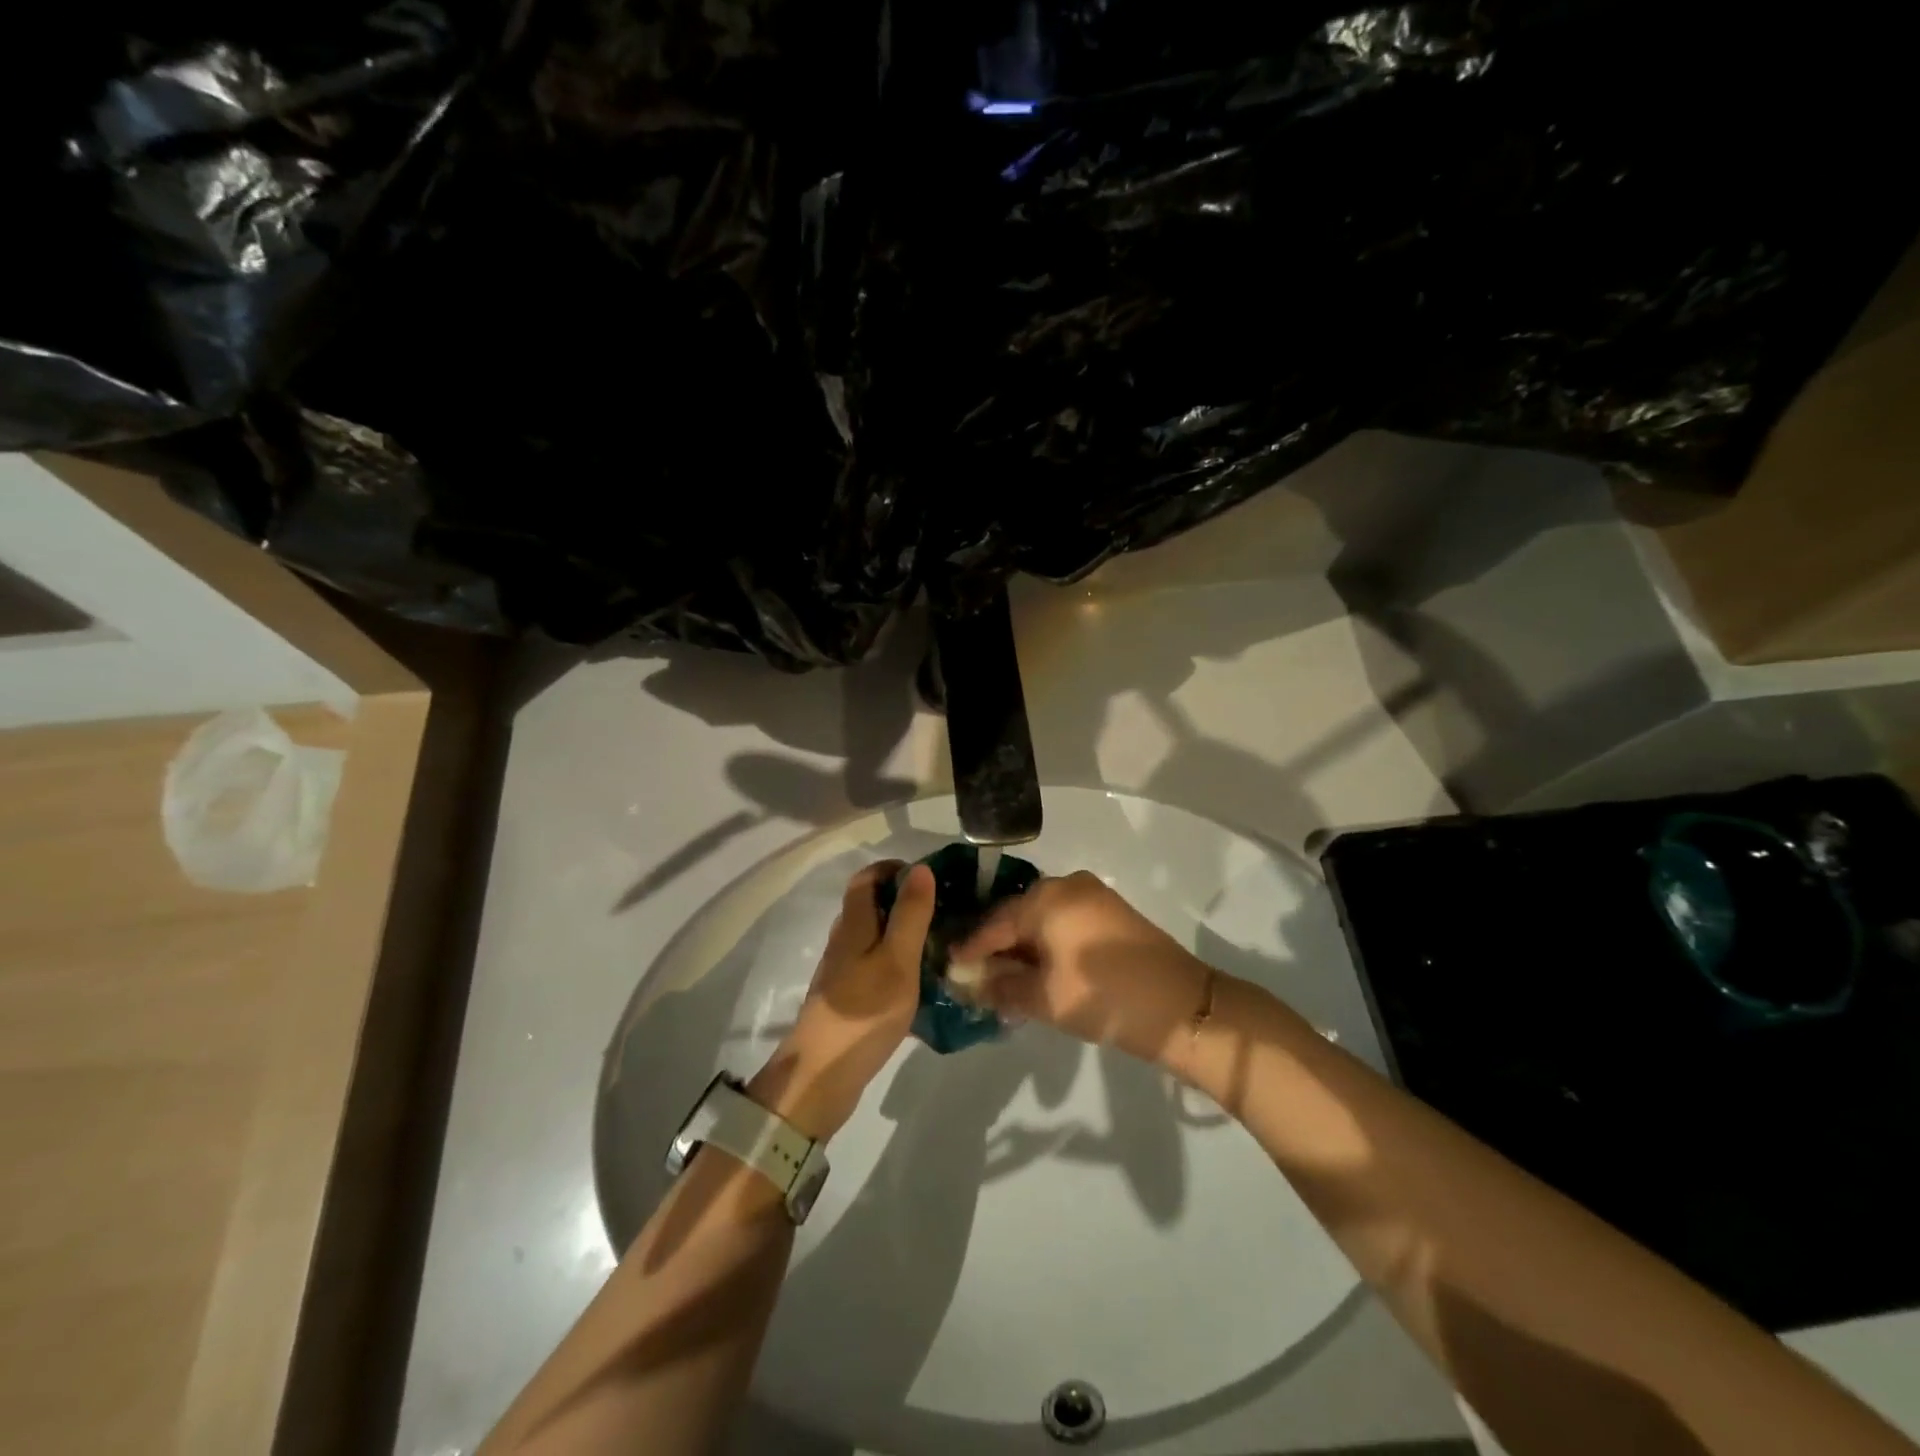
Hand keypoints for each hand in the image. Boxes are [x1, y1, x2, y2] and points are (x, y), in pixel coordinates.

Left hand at [750, 861, 933, 1139]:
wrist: (822, 1076)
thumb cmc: (864, 1013)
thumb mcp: (897, 960)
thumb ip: (910, 915)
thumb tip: (920, 868)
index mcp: (853, 925)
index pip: (867, 878)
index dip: (895, 869)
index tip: (931, 877)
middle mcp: (844, 941)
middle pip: (870, 905)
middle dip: (904, 899)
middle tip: (945, 909)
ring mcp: (843, 971)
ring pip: (874, 936)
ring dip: (902, 931)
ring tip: (940, 941)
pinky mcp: (848, 998)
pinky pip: (875, 964)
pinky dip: (897, 961)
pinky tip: (920, 979)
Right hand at [952, 871, 1212, 1069]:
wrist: (1182, 1008)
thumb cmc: (1104, 998)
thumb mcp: (1044, 998)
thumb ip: (1000, 987)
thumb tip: (968, 982)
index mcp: (1046, 898)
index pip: (994, 922)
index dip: (970, 948)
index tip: (948, 969)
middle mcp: (1066, 885)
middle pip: (1017, 916)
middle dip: (997, 948)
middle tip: (976, 979)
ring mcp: (1092, 896)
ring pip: (1042, 920)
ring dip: (1023, 949)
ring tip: (1004, 981)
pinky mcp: (1110, 912)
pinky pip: (1064, 923)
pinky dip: (1047, 945)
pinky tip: (1038, 972)